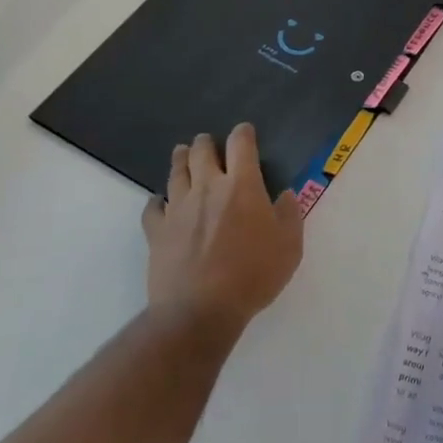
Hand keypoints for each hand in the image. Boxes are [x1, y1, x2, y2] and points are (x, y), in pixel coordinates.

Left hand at [141, 124, 303, 336]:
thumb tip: (284, 195)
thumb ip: (289, 215)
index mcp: (242, 186)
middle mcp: (207, 188)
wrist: (200, 310)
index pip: (241, 145)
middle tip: (208, 142)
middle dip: (206, 143)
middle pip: (202, 152)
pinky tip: (159, 202)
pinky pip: (153, 207)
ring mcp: (178, 209)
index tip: (245, 131)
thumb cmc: (253, 275)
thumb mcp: (289, 247)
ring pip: (176, 173)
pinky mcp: (157, 231)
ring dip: (181, 159)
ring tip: (182, 153)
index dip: (243, 133)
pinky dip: (157, 200)